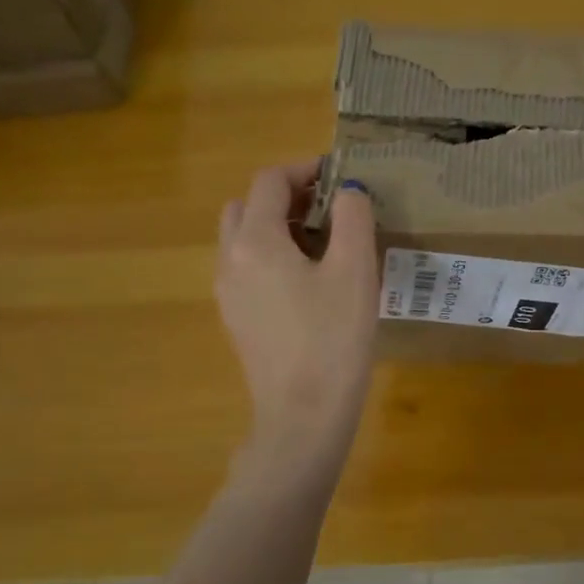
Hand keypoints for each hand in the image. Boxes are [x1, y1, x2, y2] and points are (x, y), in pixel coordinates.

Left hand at [215, 162, 378, 461]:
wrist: (304, 414)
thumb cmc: (333, 337)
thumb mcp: (355, 269)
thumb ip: (352, 217)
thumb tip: (347, 191)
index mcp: (255, 241)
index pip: (270, 181)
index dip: (305, 169)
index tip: (339, 176)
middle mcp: (230, 260)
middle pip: (247, 207)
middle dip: (286, 197)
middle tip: (328, 210)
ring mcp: (228, 293)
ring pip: (244, 239)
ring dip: (276, 227)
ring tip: (323, 245)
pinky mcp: (237, 319)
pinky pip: (248, 269)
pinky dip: (272, 257)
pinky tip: (310, 282)